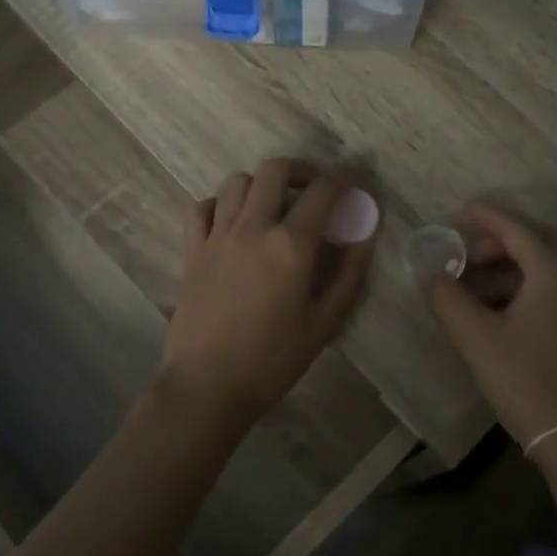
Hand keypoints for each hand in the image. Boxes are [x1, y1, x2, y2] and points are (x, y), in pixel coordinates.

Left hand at [162, 160, 376, 423]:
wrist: (207, 385)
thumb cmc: (273, 359)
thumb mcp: (324, 322)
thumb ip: (349, 275)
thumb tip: (364, 237)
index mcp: (290, 245)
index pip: (323, 192)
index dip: (345, 177)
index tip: (357, 176)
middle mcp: (253, 228)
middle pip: (275, 170)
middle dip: (302, 169)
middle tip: (315, 187)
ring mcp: (217, 236)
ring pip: (237, 181)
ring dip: (261, 183)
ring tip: (275, 204)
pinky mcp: (193, 250)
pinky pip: (203, 207)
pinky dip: (222, 203)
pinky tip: (233, 221)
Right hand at [426, 207, 556, 453]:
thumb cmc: (528, 381)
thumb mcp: (477, 338)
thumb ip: (447, 297)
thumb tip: (429, 271)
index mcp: (556, 268)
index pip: (514, 227)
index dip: (483, 217)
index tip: (456, 215)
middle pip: (533, 243)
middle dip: (494, 246)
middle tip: (460, 259)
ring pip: (545, 268)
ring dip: (508, 270)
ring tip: (471, 290)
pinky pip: (556, 289)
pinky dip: (525, 289)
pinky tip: (499, 313)